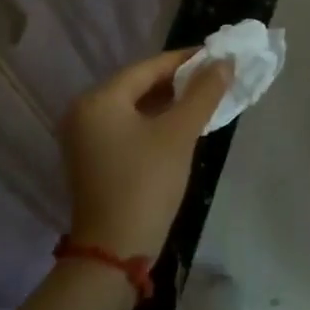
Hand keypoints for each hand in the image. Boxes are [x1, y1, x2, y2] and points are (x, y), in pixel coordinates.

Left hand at [59, 50, 232, 259]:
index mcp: (98, 99)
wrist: (114, 253)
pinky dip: (154, 122)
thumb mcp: (179, 134)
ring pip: (134, 107)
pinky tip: (181, 124)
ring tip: (204, 98)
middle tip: (215, 77)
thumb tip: (225, 62)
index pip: (148, 67)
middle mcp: (84, 112)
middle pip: (139, 85)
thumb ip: (203, 93)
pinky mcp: (93, 159)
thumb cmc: (146, 184)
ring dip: (168, 102)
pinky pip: (127, 126)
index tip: (218, 56)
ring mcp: (85, 137)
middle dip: (178, 81)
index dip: (186, 60)